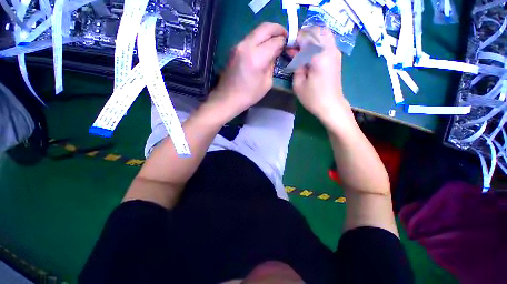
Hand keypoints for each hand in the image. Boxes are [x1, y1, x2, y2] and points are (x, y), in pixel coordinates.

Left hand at [208, 22, 286, 118]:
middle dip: (278, 29)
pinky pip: (250, 38)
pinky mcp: (234, 48)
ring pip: (257, 31)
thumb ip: (272, 64)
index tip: (290, 45)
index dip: (285, 41)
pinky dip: (259, 39)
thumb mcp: (267, 82)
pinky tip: (264, 48)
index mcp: (257, 57)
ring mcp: (238, 45)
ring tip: (275, 42)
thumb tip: (276, 52)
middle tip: (285, 36)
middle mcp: (246, 46)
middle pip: (265, 28)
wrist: (228, 97)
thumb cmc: (249, 95)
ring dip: (268, 33)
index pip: (275, 41)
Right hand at [291, 27, 350, 124]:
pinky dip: (318, 42)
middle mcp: (330, 49)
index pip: (306, 37)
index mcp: (319, 56)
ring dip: (312, 38)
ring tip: (302, 50)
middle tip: (295, 47)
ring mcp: (335, 52)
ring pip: (324, 34)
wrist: (331, 105)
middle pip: (317, 31)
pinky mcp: (337, 57)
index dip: (295, 39)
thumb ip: (296, 64)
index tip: (288, 46)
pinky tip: (311, 53)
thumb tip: (294, 52)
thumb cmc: (313, 97)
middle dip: (304, 35)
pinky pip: (327, 41)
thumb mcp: (298, 83)